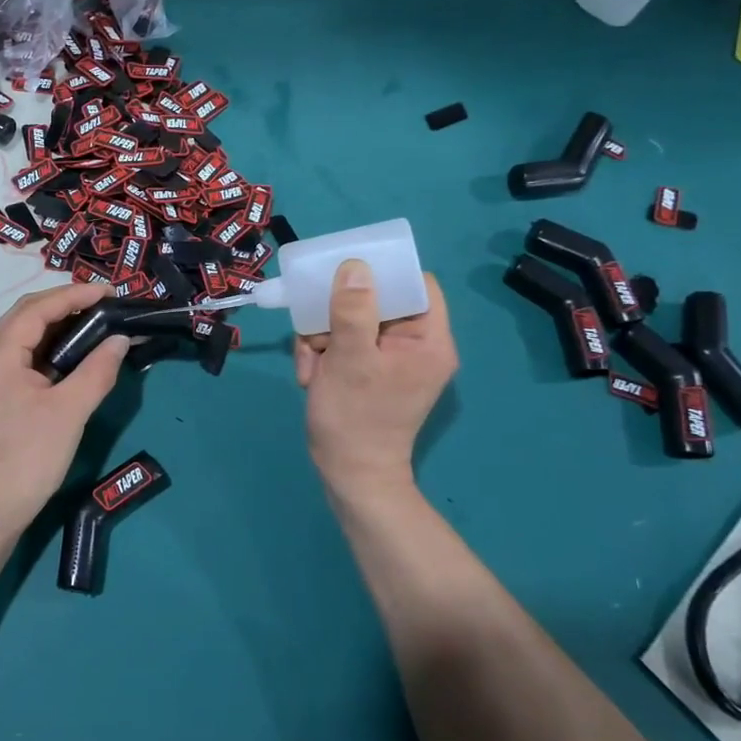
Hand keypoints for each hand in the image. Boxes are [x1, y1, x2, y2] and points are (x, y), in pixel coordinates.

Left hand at [0, 283, 130, 534]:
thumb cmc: (29, 458)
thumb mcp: (70, 412)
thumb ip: (97, 370)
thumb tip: (120, 340)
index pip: (37, 308)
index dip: (75, 295)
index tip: (110, 292)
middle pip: (26, 315)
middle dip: (66, 304)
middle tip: (105, 304)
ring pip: (22, 334)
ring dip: (56, 325)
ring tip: (95, 322)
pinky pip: (20, 355)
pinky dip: (47, 347)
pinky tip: (72, 352)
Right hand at [295, 262, 456, 502]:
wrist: (348, 476)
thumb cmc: (355, 417)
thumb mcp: (350, 358)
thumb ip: (353, 309)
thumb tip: (356, 265)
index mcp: (428, 340)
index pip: (416, 285)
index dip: (384, 274)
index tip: (346, 275)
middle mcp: (415, 346)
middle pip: (377, 301)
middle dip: (338, 315)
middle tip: (316, 333)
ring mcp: (391, 360)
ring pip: (352, 322)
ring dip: (323, 338)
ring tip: (312, 364)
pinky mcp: (370, 372)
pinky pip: (345, 345)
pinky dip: (323, 356)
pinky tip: (311, 377)